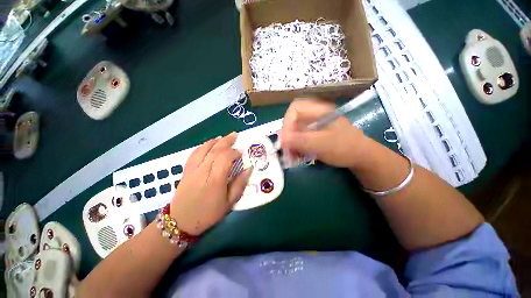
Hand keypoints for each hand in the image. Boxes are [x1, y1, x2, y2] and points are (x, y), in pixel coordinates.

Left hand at [170, 132, 251, 235]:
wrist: (181, 222)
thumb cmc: (208, 214)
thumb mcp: (229, 203)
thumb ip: (240, 184)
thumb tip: (249, 169)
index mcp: (215, 180)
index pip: (225, 158)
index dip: (234, 152)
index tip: (241, 152)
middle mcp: (202, 171)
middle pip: (214, 150)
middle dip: (226, 141)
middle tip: (235, 135)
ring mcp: (192, 169)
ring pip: (203, 149)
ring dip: (214, 141)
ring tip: (223, 137)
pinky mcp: (186, 170)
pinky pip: (194, 153)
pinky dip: (202, 146)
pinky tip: (208, 144)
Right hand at [280, 99, 368, 168]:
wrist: (360, 156)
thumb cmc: (344, 147)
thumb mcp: (321, 144)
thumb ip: (300, 140)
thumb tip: (280, 139)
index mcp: (318, 110)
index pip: (295, 109)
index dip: (287, 123)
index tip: (285, 140)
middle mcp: (314, 115)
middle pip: (293, 121)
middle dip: (287, 137)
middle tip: (287, 152)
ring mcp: (313, 125)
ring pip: (295, 131)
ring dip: (291, 144)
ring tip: (291, 157)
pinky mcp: (314, 134)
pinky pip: (299, 138)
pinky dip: (296, 147)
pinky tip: (297, 156)